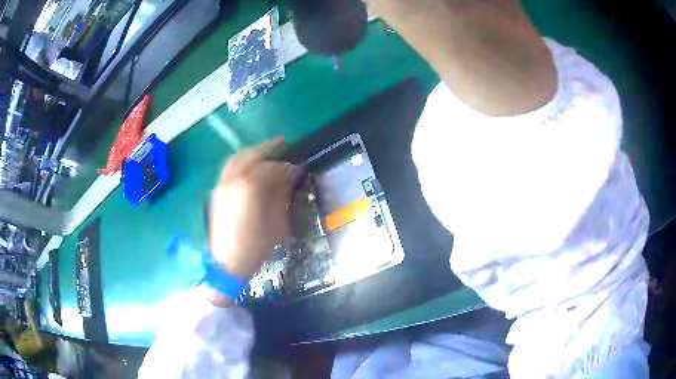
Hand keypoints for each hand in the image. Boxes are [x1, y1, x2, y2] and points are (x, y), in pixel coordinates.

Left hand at [208, 138, 302, 280]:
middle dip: (267, 148)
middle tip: (282, 143)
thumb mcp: (276, 223)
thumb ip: (282, 194)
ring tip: (265, 152)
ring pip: (237, 159)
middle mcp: (232, 180)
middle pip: (251, 154)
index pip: (271, 167)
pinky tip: (249, 168)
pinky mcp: (216, 192)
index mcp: (249, 187)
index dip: (286, 165)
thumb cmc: (255, 247)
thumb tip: (290, 175)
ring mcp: (221, 185)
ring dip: (252, 153)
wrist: (226, 264)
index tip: (297, 167)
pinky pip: (229, 169)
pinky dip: (241, 162)